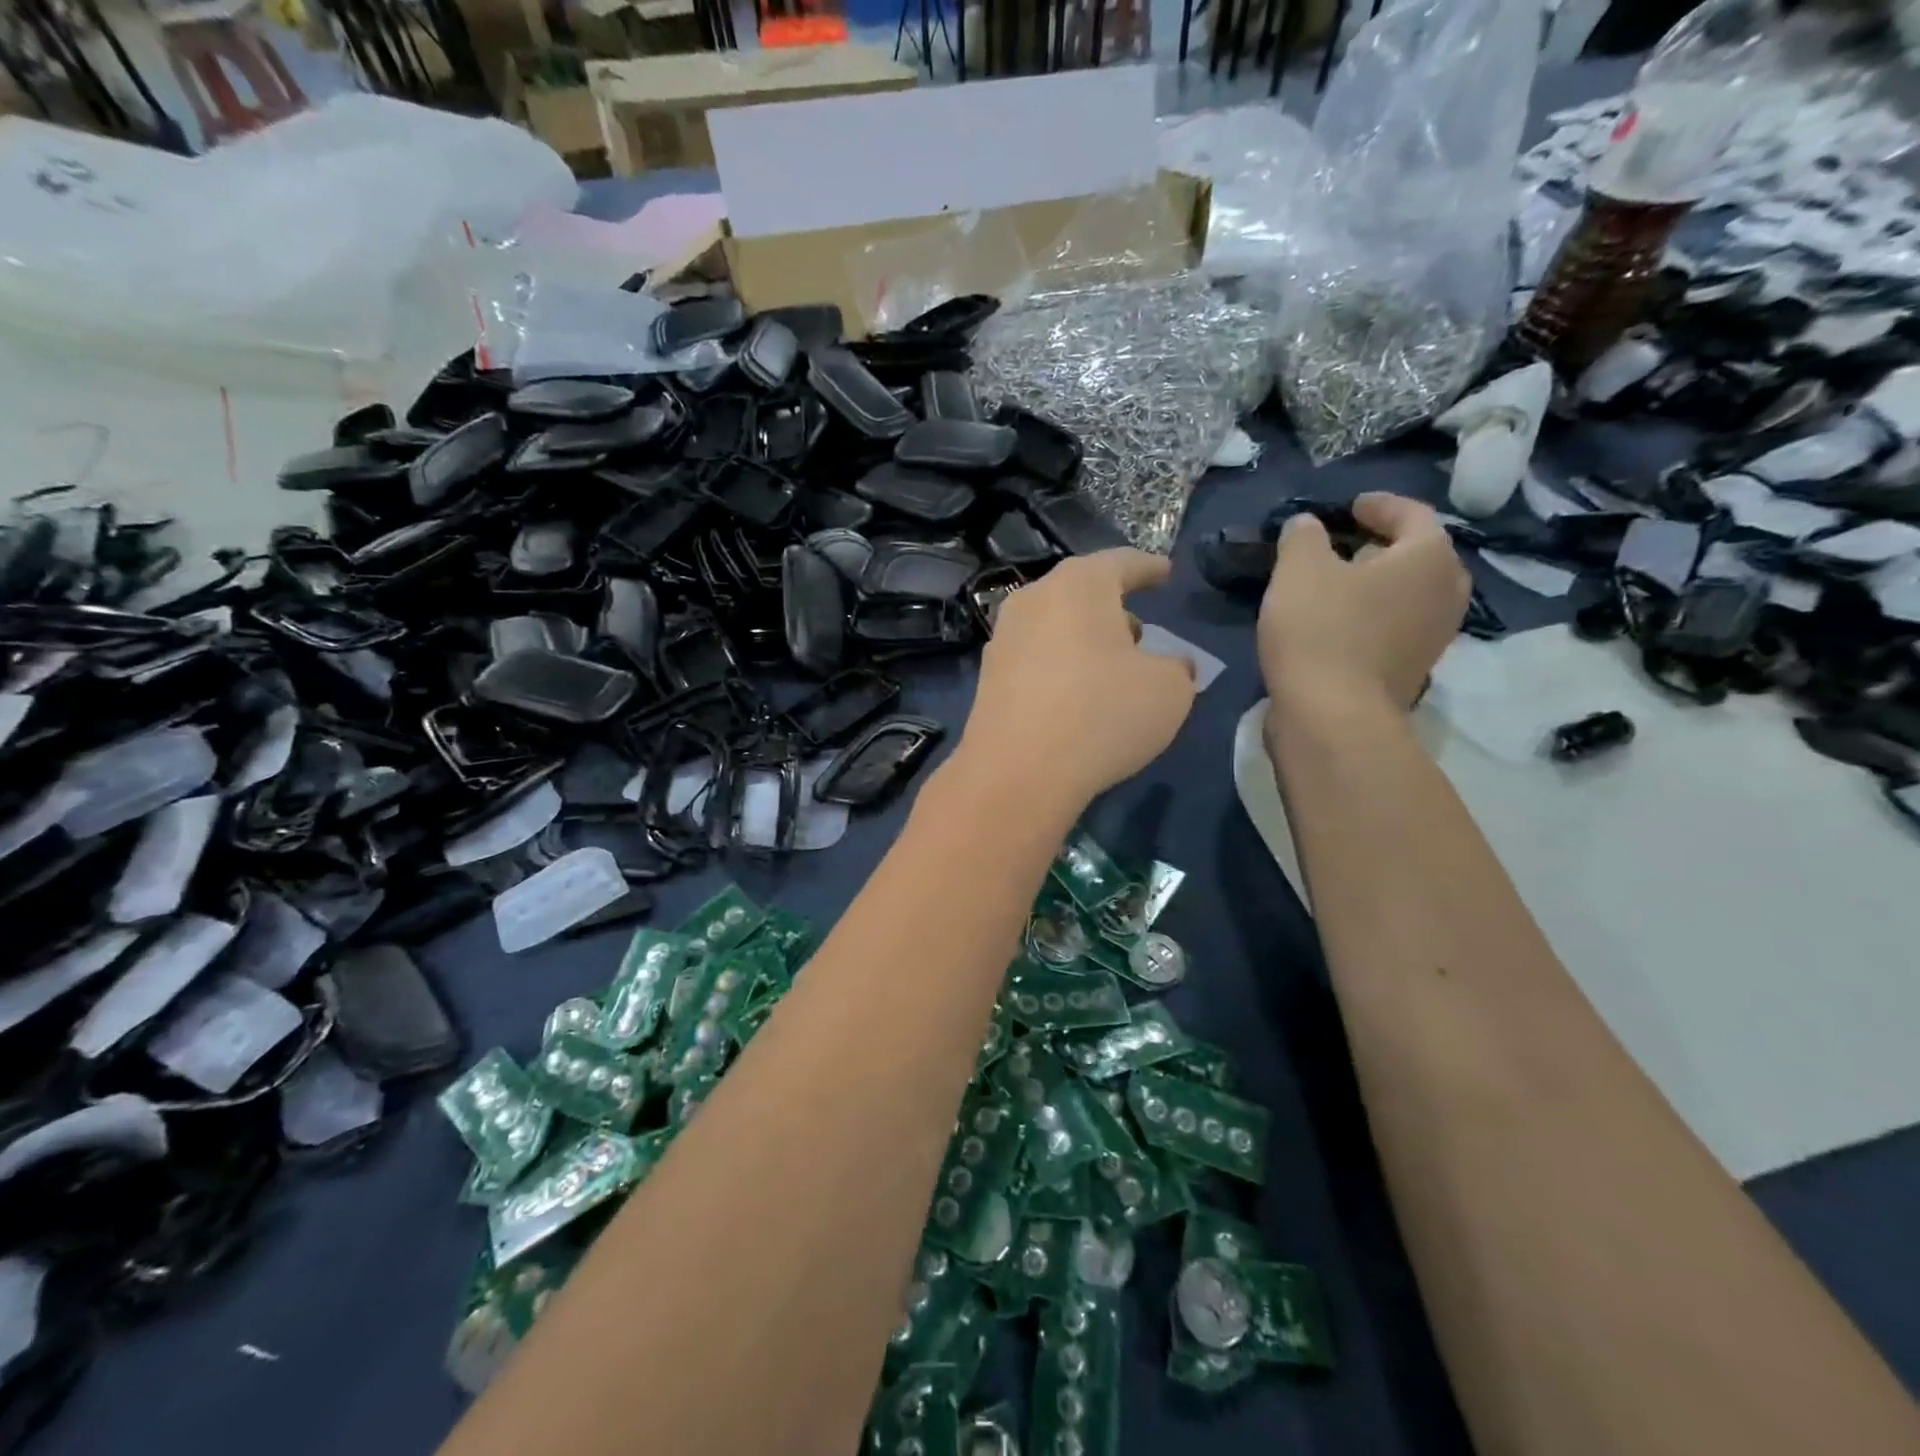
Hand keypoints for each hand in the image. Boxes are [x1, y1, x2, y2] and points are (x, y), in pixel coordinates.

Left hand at [958, 550, 1196, 811]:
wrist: (1017, 771)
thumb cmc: (1102, 715)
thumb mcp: (1169, 690)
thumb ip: (1177, 668)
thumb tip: (1172, 665)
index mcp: (1079, 585)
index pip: (1122, 563)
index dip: (1149, 568)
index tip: (1166, 573)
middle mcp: (1034, 599)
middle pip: (1081, 592)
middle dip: (1113, 608)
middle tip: (1140, 631)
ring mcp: (1003, 638)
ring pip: (1055, 625)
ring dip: (1085, 639)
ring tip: (1110, 665)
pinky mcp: (988, 677)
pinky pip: (1035, 658)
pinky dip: (1060, 666)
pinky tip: (1075, 694)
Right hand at [1258, 493, 1469, 720]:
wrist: (1332, 717)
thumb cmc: (1320, 630)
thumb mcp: (1298, 569)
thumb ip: (1303, 537)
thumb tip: (1308, 526)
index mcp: (1429, 558)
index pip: (1413, 515)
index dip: (1379, 506)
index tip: (1350, 507)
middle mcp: (1446, 593)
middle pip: (1419, 557)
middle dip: (1384, 547)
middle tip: (1348, 544)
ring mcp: (1434, 637)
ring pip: (1409, 595)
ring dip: (1378, 585)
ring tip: (1338, 584)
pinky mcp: (1412, 670)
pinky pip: (1396, 627)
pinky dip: (1373, 616)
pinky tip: (1337, 623)